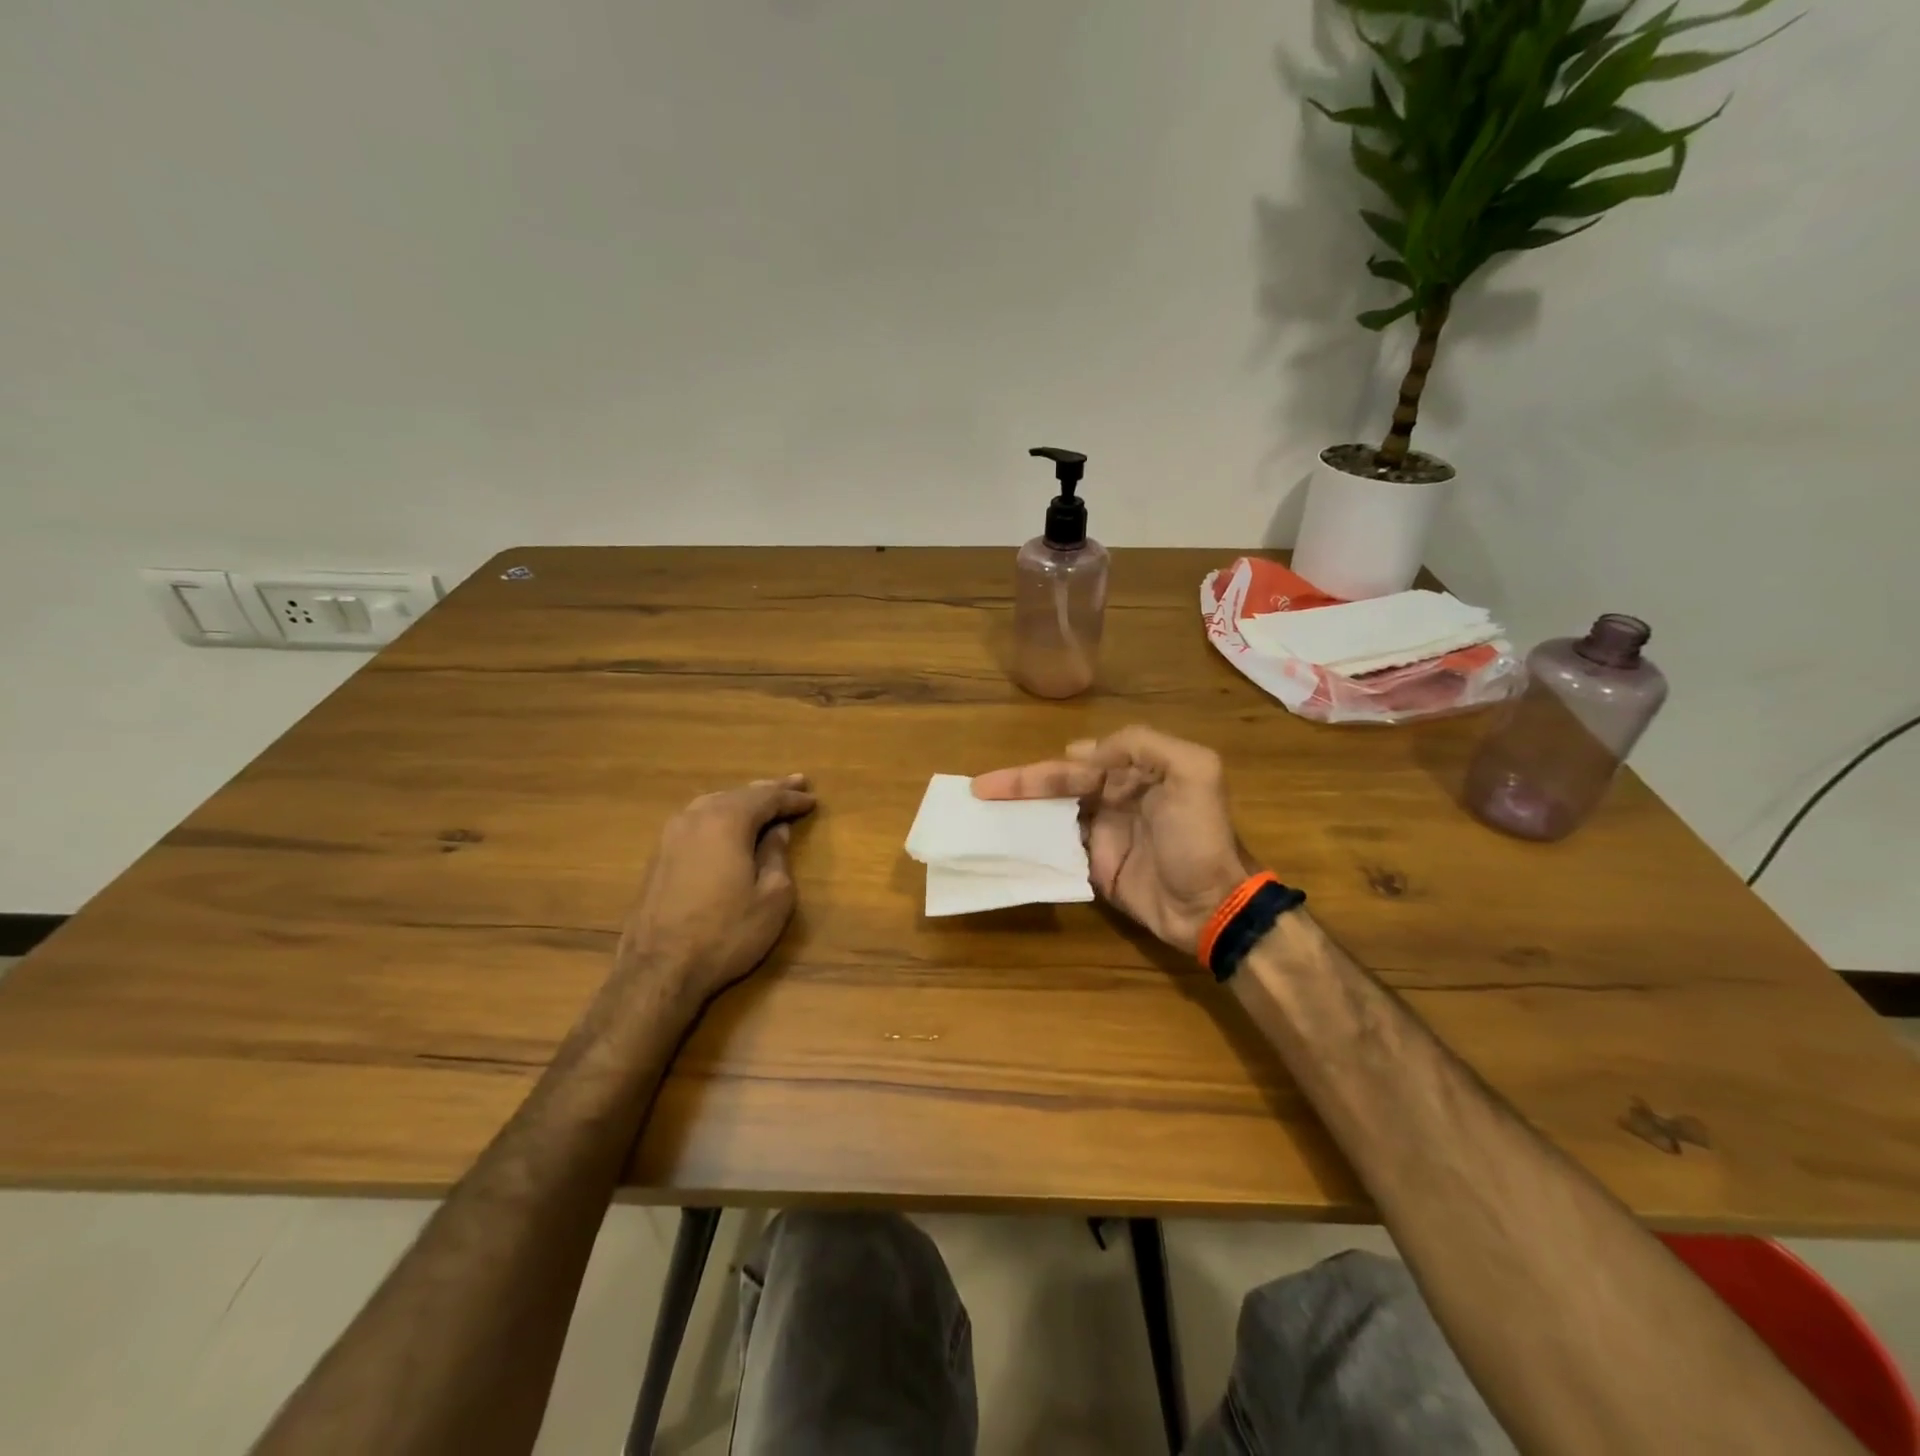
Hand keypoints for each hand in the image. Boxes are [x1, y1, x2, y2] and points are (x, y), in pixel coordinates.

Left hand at [615, 775, 815, 1008]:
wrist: (658, 970)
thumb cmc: (726, 933)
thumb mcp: (772, 898)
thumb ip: (777, 857)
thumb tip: (776, 832)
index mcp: (727, 821)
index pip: (767, 798)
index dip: (792, 798)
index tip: (812, 798)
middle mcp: (696, 817)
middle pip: (738, 794)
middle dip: (769, 790)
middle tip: (795, 782)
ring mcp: (671, 835)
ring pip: (714, 804)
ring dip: (742, 800)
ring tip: (763, 799)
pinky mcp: (658, 856)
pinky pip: (697, 821)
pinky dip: (720, 816)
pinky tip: (727, 824)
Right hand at [972, 726, 1251, 954]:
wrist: (1211, 906)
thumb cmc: (1199, 838)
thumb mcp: (1194, 772)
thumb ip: (1143, 745)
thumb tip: (1084, 752)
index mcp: (1136, 773)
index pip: (1081, 764)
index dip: (1044, 769)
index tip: (1008, 779)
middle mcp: (1116, 798)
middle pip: (1060, 787)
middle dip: (1021, 787)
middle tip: (980, 790)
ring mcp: (1104, 834)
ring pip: (1054, 816)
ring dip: (1022, 814)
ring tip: (983, 816)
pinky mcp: (1097, 868)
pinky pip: (1059, 850)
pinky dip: (1033, 845)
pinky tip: (1006, 846)